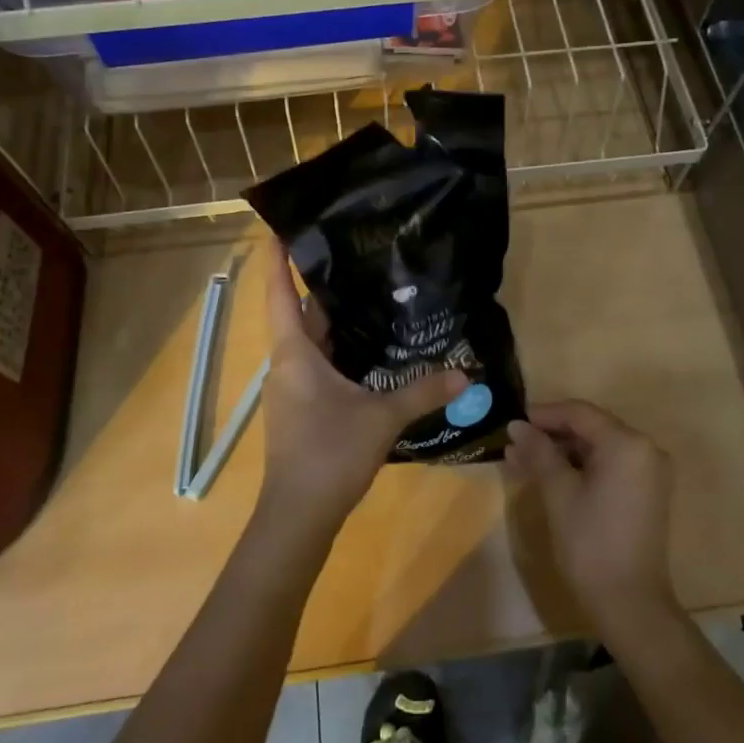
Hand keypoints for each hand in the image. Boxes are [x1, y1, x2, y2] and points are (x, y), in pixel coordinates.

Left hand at [258, 238, 465, 536]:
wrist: (298, 516)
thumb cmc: (329, 454)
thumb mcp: (381, 418)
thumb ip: (422, 391)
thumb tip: (466, 372)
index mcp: (295, 353)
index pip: (279, 293)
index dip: (277, 259)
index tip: (279, 226)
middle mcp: (288, 363)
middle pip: (300, 313)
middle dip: (321, 284)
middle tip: (353, 252)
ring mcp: (292, 387)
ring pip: (312, 341)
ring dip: (333, 318)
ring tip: (368, 291)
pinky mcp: (303, 407)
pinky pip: (319, 364)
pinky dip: (339, 348)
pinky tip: (370, 348)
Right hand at [507, 400, 678, 637]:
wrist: (630, 604)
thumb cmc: (590, 543)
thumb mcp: (559, 492)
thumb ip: (538, 452)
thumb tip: (517, 426)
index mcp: (627, 443)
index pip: (580, 413)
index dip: (544, 414)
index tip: (513, 422)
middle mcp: (645, 449)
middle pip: (590, 428)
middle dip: (551, 435)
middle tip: (515, 443)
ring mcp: (649, 472)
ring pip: (598, 448)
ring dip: (562, 452)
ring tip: (524, 460)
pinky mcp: (646, 493)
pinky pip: (609, 466)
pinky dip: (580, 467)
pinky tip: (550, 475)